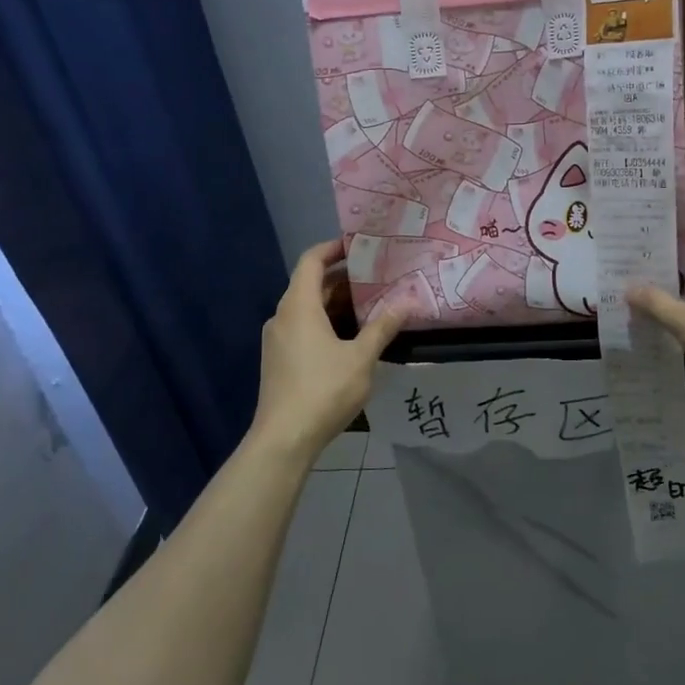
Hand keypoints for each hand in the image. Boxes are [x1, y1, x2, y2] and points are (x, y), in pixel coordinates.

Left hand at [249, 241, 406, 462]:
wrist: (283, 439)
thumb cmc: (323, 390)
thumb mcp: (361, 358)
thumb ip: (382, 328)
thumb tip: (407, 303)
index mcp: (299, 306)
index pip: (311, 260)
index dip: (333, 248)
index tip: (360, 245)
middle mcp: (282, 316)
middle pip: (310, 284)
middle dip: (343, 278)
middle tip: (377, 276)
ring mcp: (277, 340)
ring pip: (307, 309)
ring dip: (336, 303)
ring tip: (371, 304)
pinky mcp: (278, 360)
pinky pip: (303, 328)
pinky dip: (326, 322)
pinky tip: (351, 337)